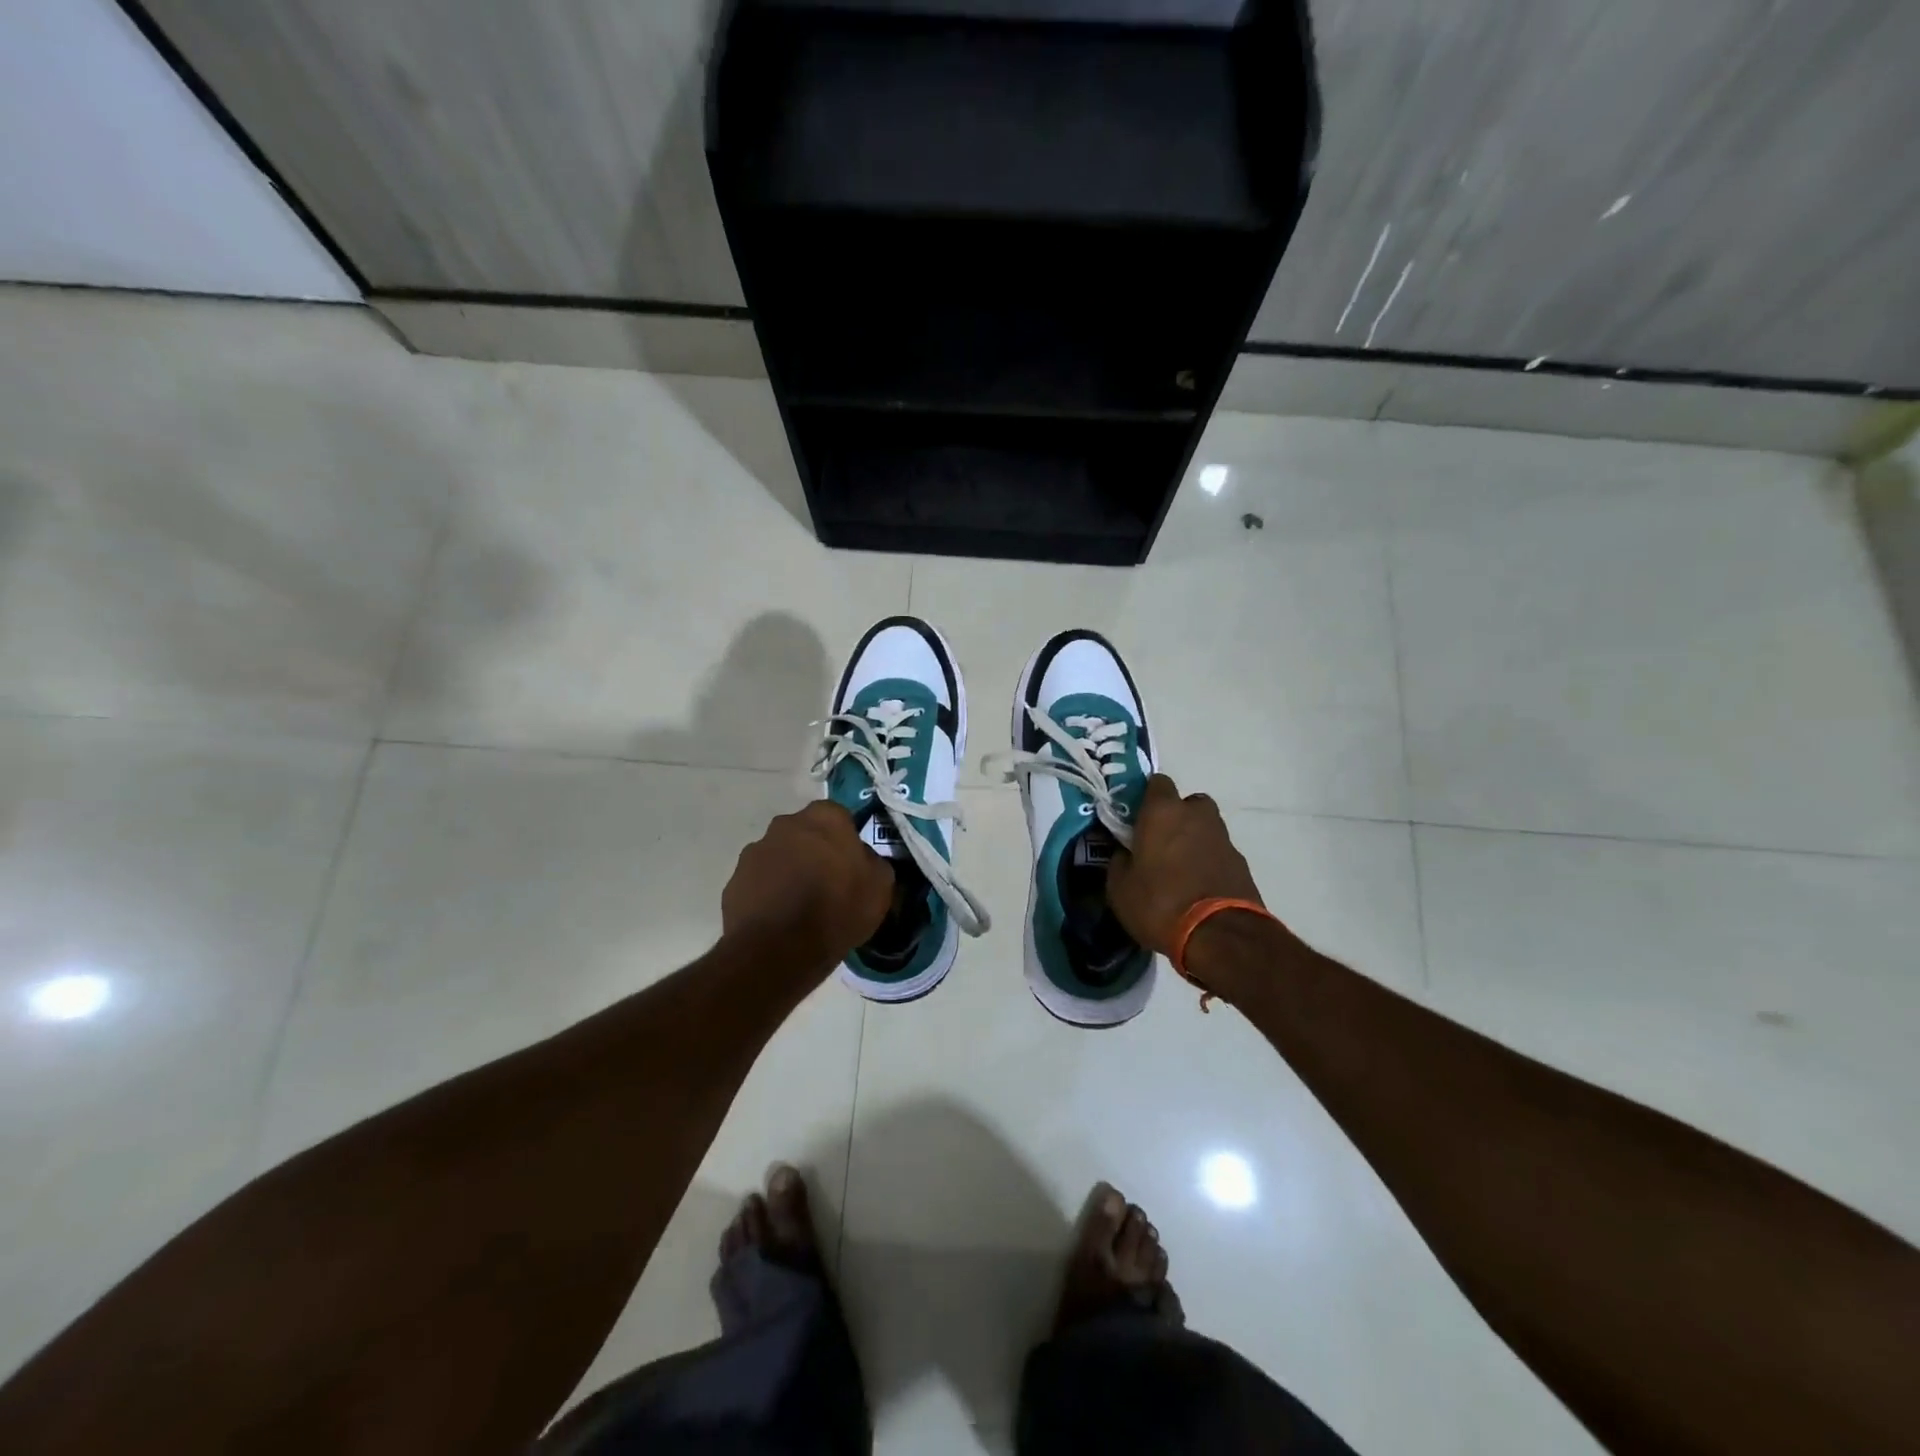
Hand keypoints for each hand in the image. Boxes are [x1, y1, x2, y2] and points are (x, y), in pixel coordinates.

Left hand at [722, 801, 892, 968]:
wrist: (777, 949)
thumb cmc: (837, 909)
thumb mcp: (880, 887)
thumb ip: (873, 863)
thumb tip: (863, 860)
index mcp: (824, 818)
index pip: (840, 817)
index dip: (846, 840)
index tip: (852, 865)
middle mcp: (786, 824)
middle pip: (806, 833)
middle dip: (815, 852)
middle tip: (827, 884)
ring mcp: (755, 851)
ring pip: (780, 856)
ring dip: (789, 871)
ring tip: (800, 906)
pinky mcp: (734, 879)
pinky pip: (759, 881)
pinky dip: (769, 894)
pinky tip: (779, 919)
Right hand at [1108, 775, 1263, 955]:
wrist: (1219, 935)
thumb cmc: (1159, 903)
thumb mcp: (1119, 888)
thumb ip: (1119, 861)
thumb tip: (1125, 853)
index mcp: (1163, 812)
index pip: (1157, 782)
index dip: (1146, 798)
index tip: (1135, 818)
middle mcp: (1196, 815)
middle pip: (1187, 803)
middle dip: (1176, 817)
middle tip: (1159, 842)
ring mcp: (1223, 838)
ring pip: (1205, 828)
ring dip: (1194, 840)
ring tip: (1179, 869)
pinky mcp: (1241, 863)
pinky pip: (1218, 853)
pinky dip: (1208, 862)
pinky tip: (1197, 887)